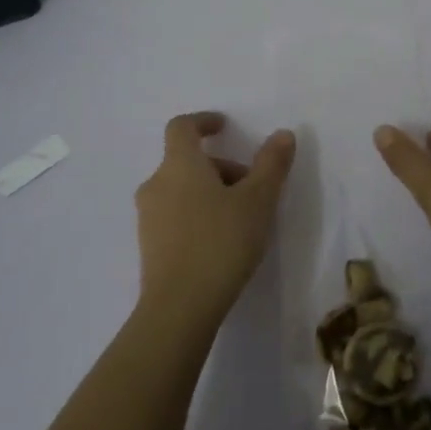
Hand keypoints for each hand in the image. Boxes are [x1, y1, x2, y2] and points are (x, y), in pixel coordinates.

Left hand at [135, 112, 294, 326]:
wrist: (179, 308)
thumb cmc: (220, 242)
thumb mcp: (258, 201)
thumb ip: (271, 165)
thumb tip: (282, 134)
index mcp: (179, 165)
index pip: (182, 127)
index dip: (203, 121)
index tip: (225, 126)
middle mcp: (156, 184)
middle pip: (187, 161)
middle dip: (221, 167)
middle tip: (252, 189)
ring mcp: (148, 217)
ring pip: (182, 189)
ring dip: (210, 192)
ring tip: (241, 219)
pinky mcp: (148, 246)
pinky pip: (175, 215)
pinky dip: (197, 215)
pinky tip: (221, 242)